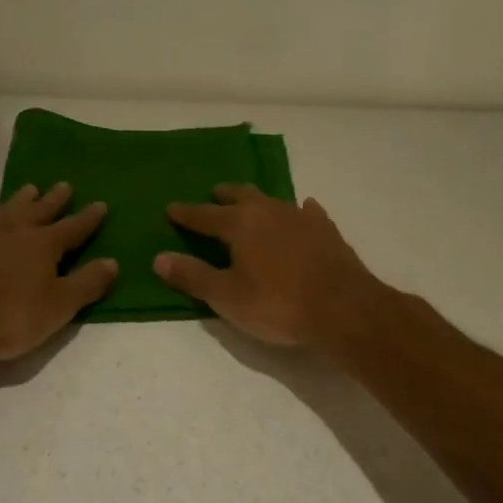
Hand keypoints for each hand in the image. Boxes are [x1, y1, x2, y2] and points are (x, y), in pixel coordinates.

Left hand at [0, 182, 117, 360]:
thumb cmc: (5, 314)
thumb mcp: (57, 307)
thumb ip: (86, 284)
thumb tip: (113, 262)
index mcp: (45, 245)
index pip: (73, 228)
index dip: (88, 219)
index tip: (100, 204)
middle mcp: (15, 231)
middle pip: (40, 210)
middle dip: (55, 200)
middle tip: (64, 185)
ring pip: (7, 210)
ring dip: (20, 200)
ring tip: (29, 189)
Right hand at [154, 184, 383, 349]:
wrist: (343, 307)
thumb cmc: (278, 304)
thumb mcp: (227, 297)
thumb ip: (193, 276)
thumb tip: (159, 258)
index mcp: (240, 224)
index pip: (205, 215)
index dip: (186, 213)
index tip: (171, 208)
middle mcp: (269, 211)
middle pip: (241, 196)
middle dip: (225, 196)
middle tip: (215, 195)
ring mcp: (302, 218)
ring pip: (273, 200)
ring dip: (258, 201)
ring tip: (252, 204)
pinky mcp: (327, 230)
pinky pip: (307, 212)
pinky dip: (298, 211)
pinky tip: (303, 210)